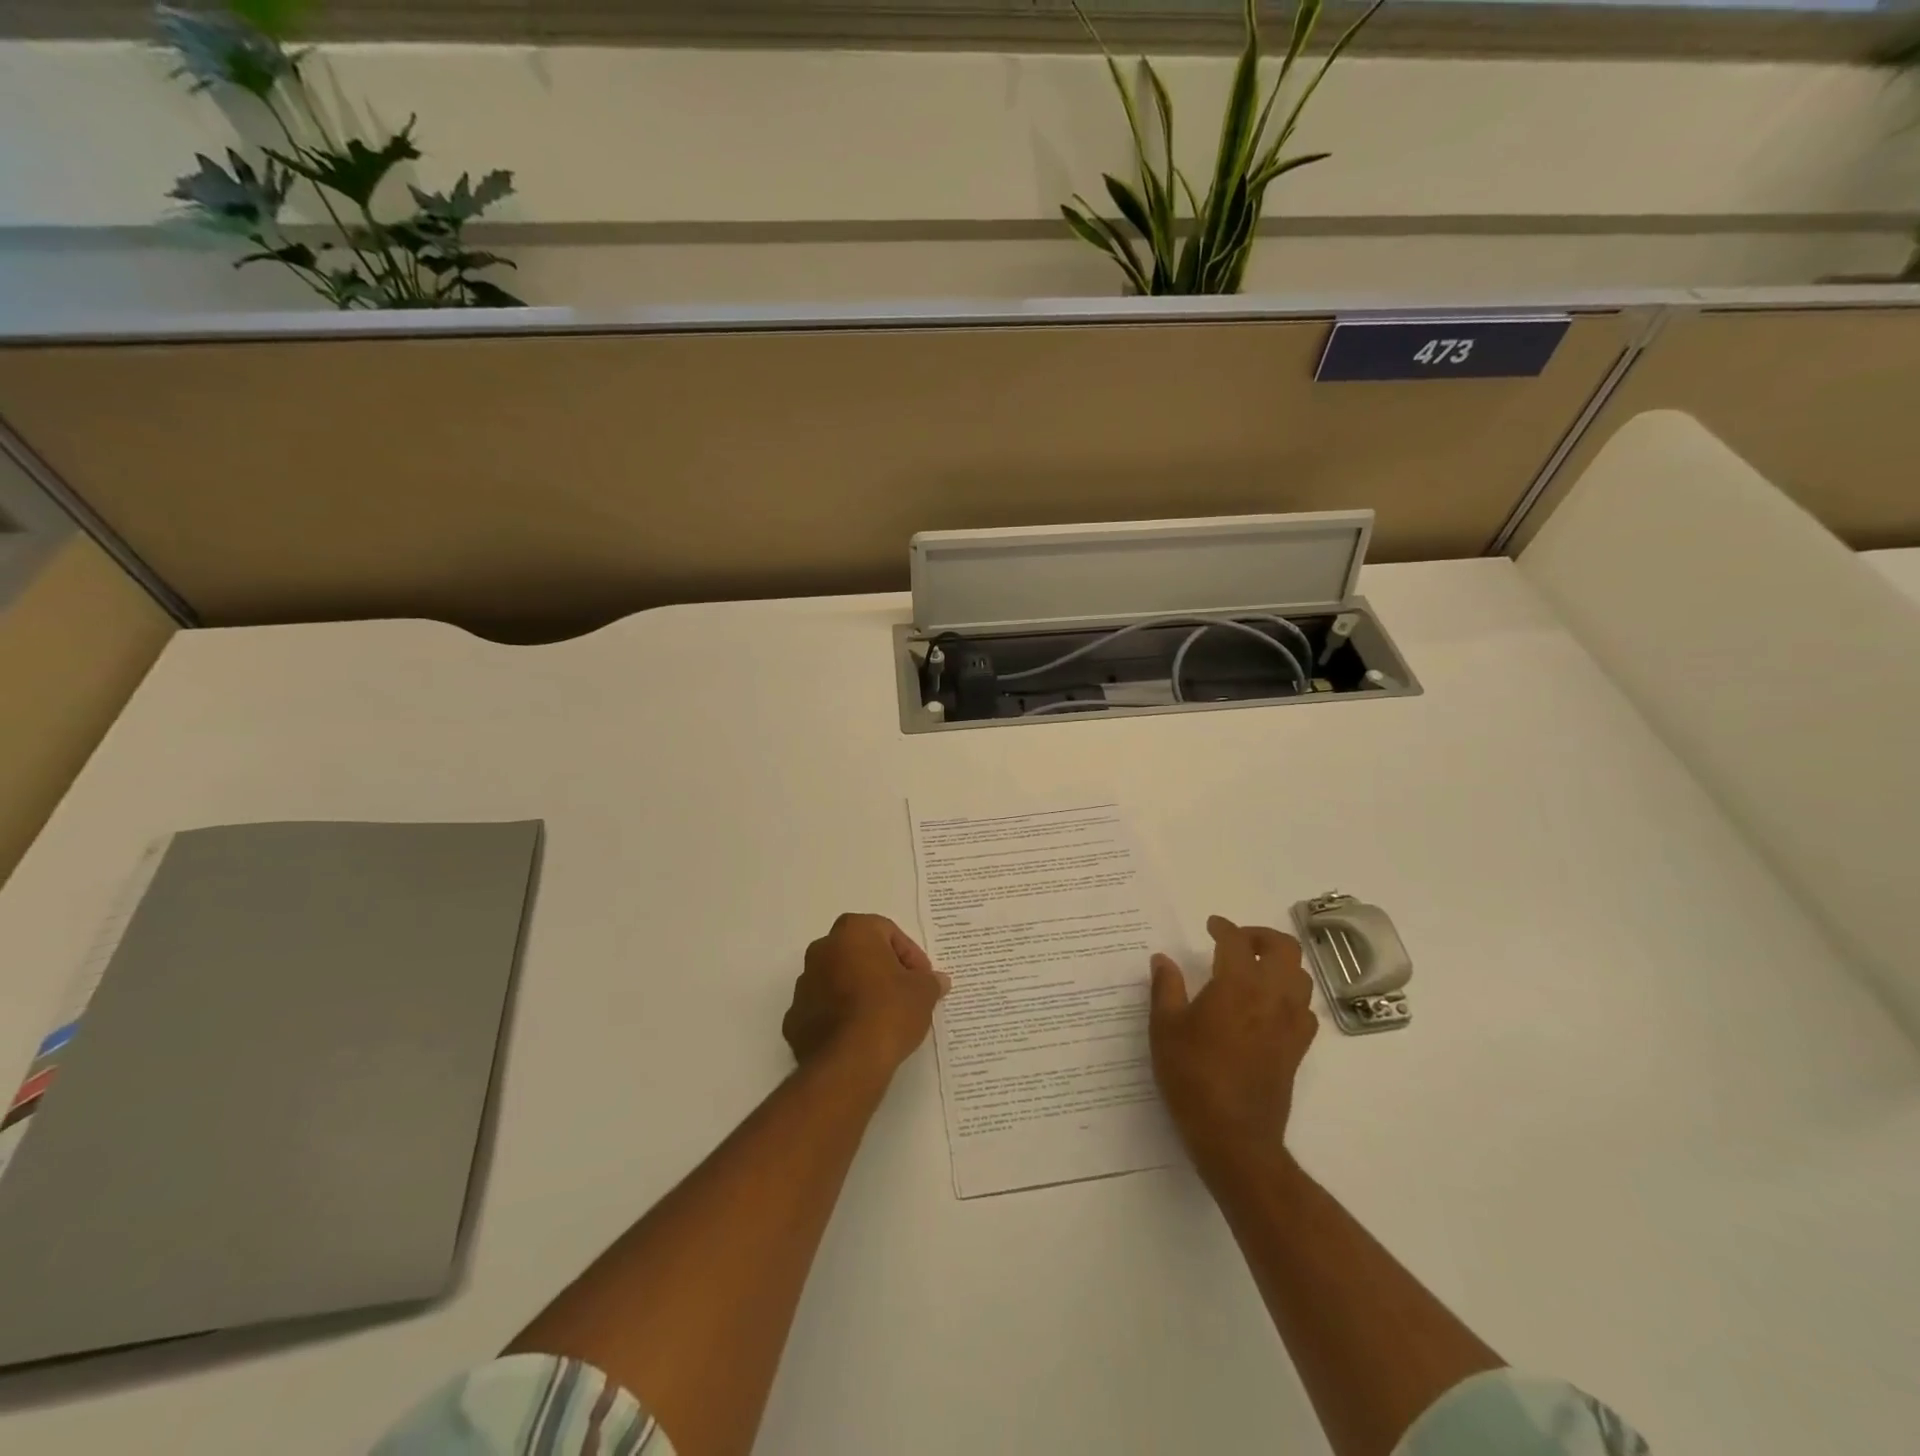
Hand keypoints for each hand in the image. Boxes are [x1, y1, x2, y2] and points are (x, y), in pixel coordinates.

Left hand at [783, 914, 949, 1077]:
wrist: (849, 1061)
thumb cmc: (889, 1011)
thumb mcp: (923, 993)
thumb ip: (930, 981)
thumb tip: (937, 981)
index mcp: (853, 932)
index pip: (887, 932)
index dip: (910, 955)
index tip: (922, 979)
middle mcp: (822, 950)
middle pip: (858, 952)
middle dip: (880, 969)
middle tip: (903, 993)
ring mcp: (804, 985)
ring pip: (837, 979)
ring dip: (857, 991)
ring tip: (882, 1017)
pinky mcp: (794, 1019)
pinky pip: (822, 1009)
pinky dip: (838, 1017)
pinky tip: (859, 1036)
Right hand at [1149, 915, 1316, 1179]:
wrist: (1234, 1136)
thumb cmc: (1192, 1076)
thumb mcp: (1165, 1028)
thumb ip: (1165, 988)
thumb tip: (1162, 959)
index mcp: (1237, 985)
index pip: (1236, 941)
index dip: (1224, 927)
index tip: (1211, 926)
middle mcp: (1271, 996)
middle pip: (1284, 948)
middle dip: (1261, 936)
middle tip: (1238, 940)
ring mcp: (1290, 1023)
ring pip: (1301, 976)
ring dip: (1280, 963)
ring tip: (1254, 968)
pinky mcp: (1298, 1048)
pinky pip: (1304, 1009)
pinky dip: (1291, 996)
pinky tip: (1270, 1005)